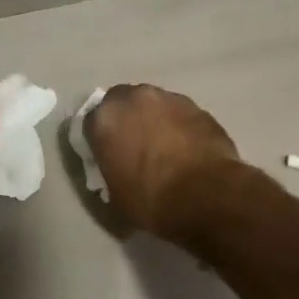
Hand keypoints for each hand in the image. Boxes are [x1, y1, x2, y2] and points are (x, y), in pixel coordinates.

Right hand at [84, 83, 241, 241]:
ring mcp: (170, 99)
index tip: (105, 154)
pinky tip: (186, 150)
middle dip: (125, 119)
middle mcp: (134, 98)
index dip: (98, 138)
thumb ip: (109, 167)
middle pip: (122, 102)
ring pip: (153, 105)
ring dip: (153, 120)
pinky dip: (178, 127)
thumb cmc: (152, 200)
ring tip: (163, 148)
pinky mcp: (199, 108)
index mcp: (106, 118)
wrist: (208, 196)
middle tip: (132, 145)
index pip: (90, 120)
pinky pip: (179, 114)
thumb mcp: (115, 193)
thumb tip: (116, 163)